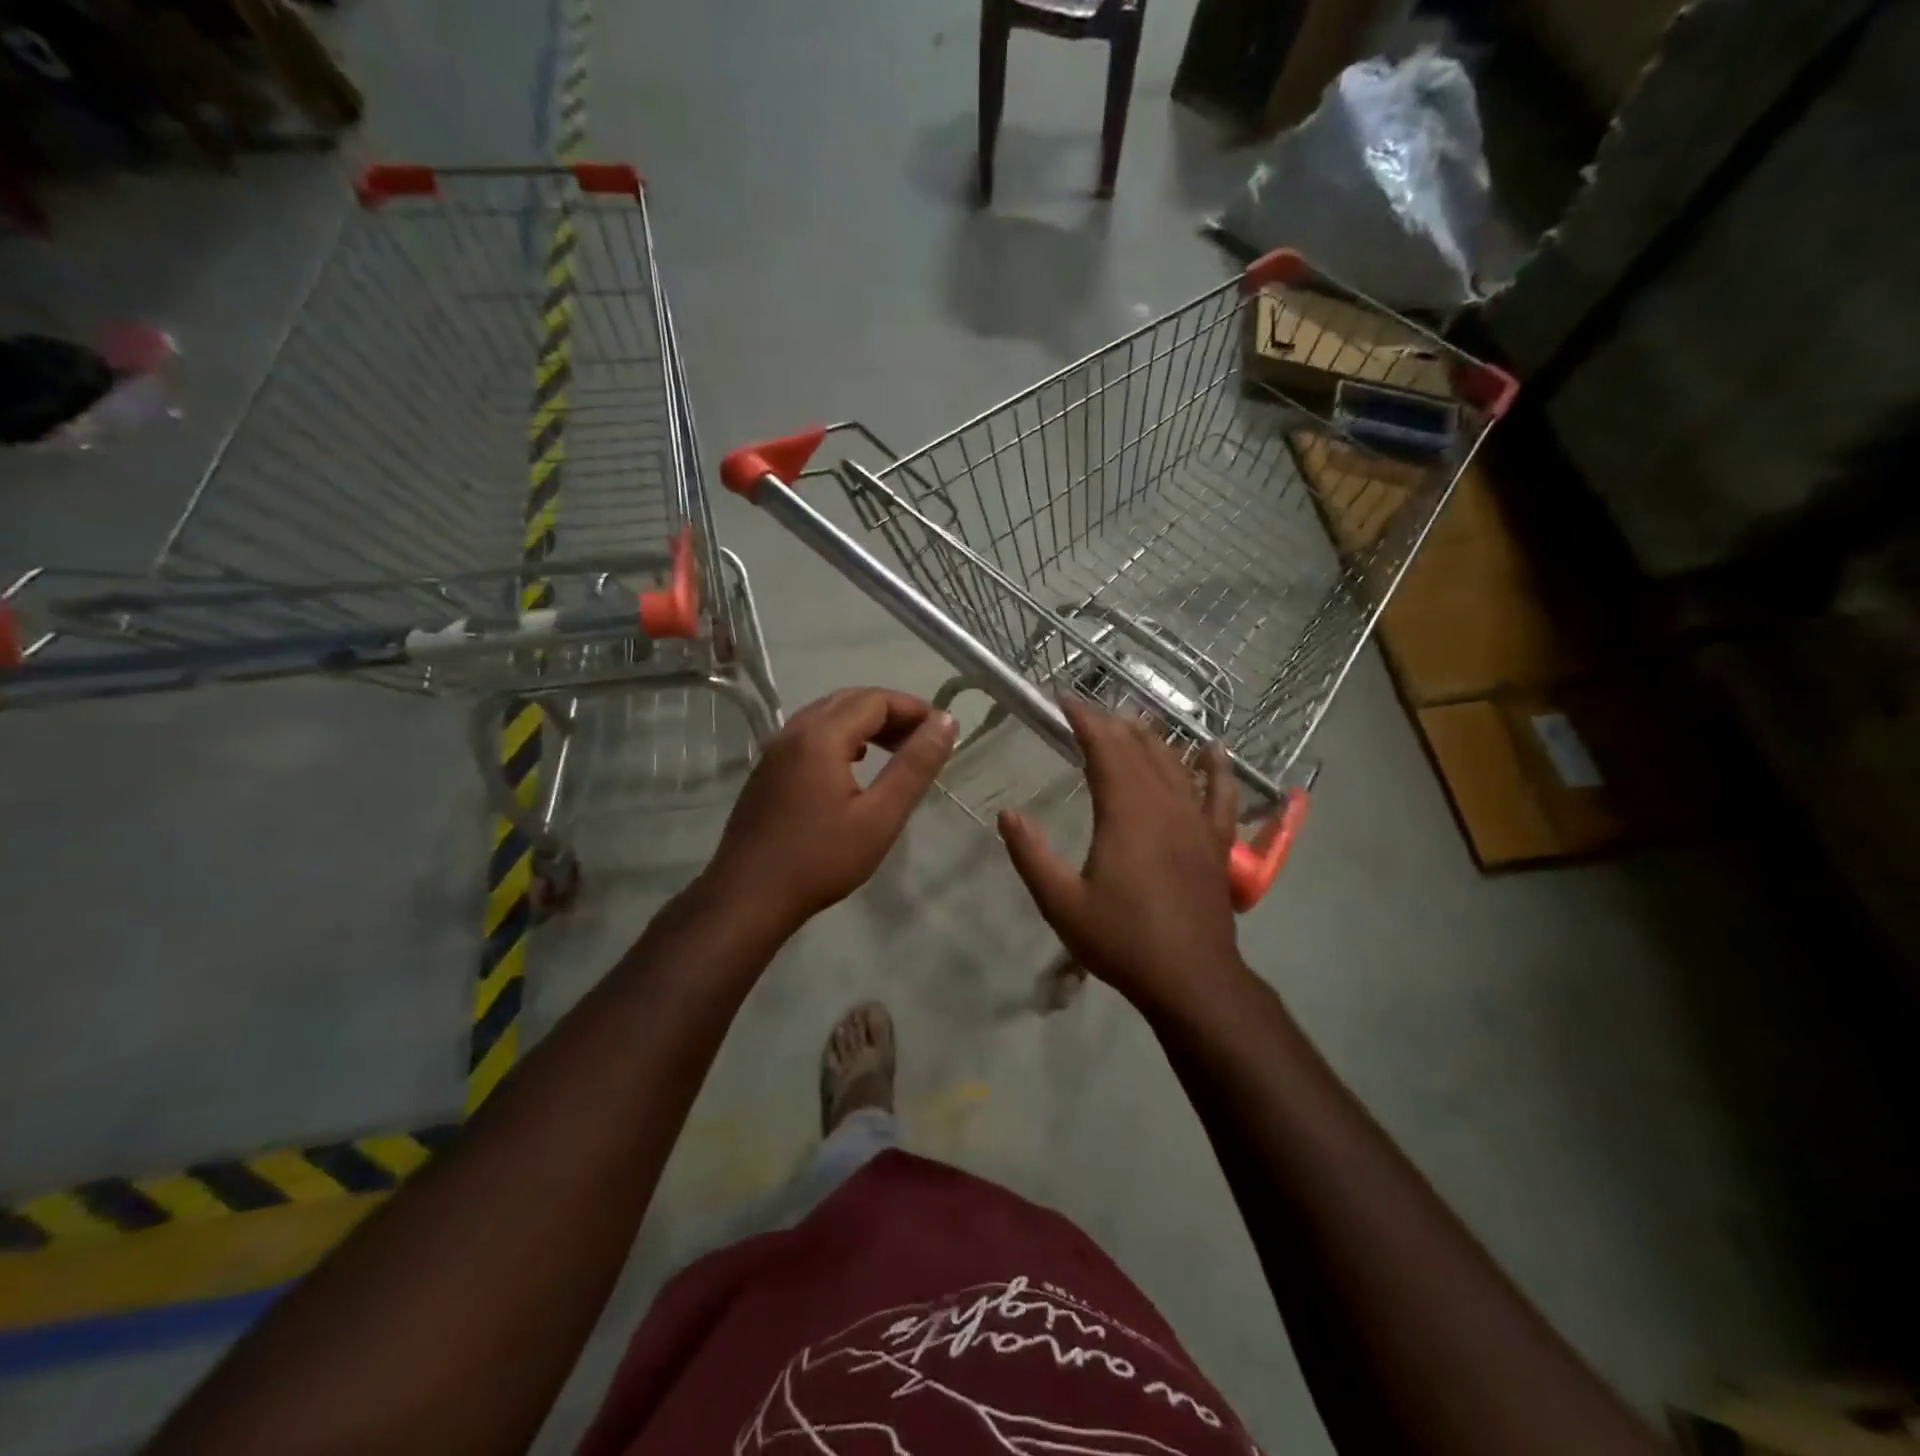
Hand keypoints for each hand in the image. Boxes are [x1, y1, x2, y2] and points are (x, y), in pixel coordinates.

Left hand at [704, 688, 956, 934]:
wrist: (748, 897)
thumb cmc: (820, 858)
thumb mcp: (880, 816)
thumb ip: (914, 766)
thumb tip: (946, 721)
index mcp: (821, 736)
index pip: (875, 700)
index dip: (913, 708)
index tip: (941, 730)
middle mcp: (793, 731)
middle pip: (849, 700)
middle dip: (890, 711)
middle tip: (921, 739)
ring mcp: (775, 750)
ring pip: (826, 715)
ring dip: (864, 722)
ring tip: (894, 749)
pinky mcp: (766, 770)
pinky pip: (809, 734)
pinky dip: (840, 736)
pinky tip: (853, 764)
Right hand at [997, 699, 1248, 1015]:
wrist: (1191, 979)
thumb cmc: (1122, 941)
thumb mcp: (1061, 903)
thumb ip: (1031, 855)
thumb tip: (1007, 813)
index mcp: (1125, 814)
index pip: (1105, 749)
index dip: (1085, 720)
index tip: (1064, 700)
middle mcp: (1164, 806)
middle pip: (1139, 749)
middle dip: (1111, 723)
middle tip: (1088, 709)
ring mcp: (1196, 822)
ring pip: (1175, 764)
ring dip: (1153, 737)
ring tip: (1133, 718)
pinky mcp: (1216, 843)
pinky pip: (1220, 795)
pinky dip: (1217, 769)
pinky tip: (1214, 749)